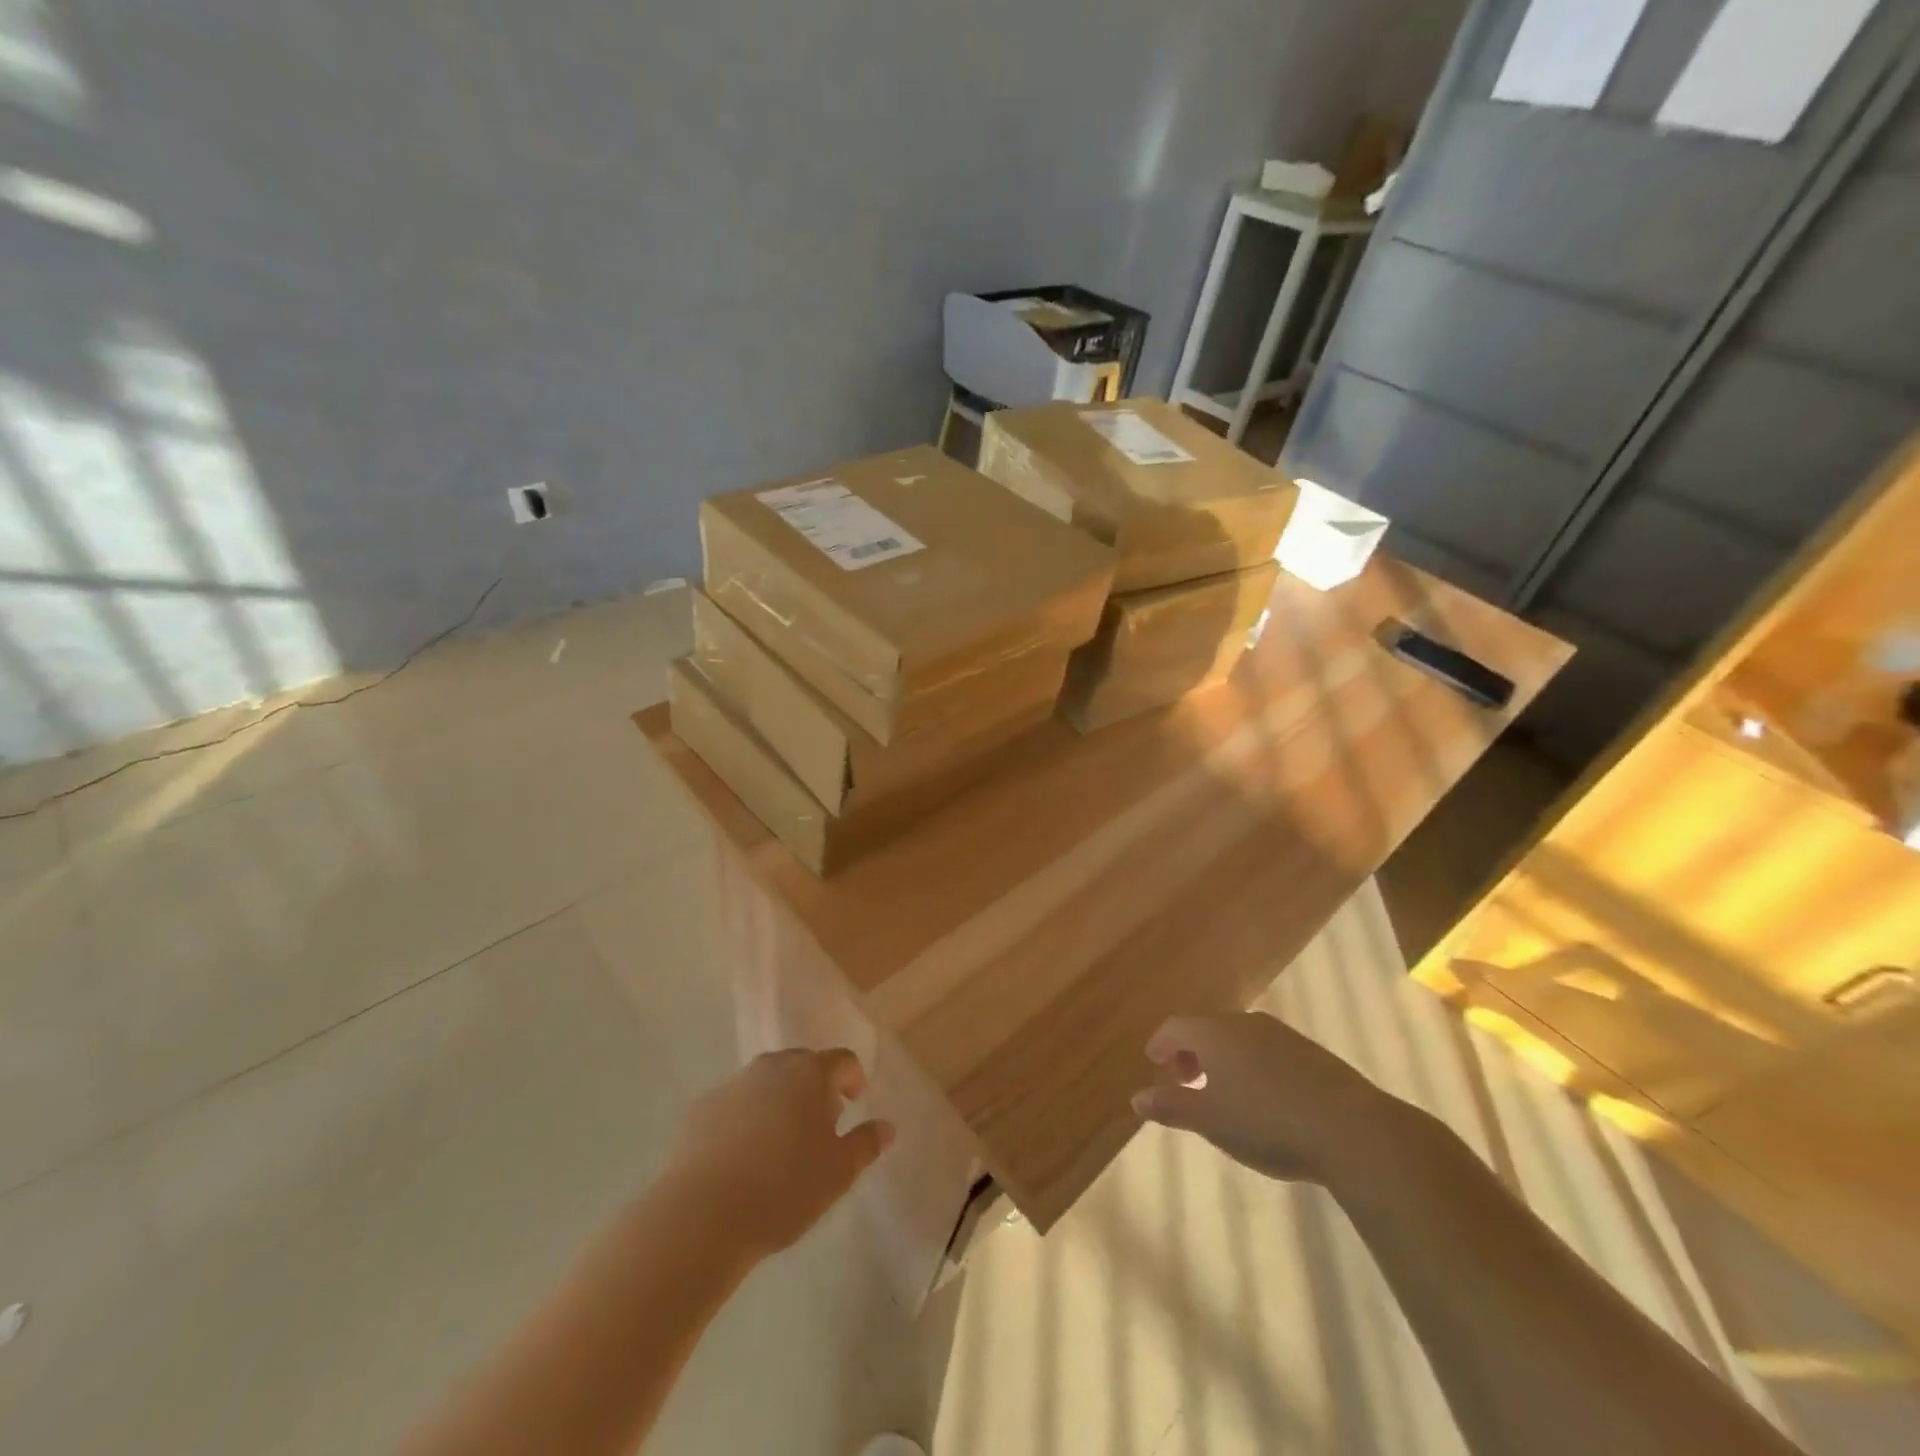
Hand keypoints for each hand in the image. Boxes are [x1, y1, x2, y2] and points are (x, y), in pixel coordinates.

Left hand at [666, 1048, 894, 1255]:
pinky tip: (743, 1158)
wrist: (702, 1215)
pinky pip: (735, 1104)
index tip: (853, 1104)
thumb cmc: (784, 1189)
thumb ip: (866, 1143)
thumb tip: (887, 1127)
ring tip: (780, 1145)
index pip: (842, 1060)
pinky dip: (746, 1119)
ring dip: (779, 1101)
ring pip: (767, 1083)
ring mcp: (733, 1084)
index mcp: (810, 1073)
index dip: (853, 1079)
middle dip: (815, 1088)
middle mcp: (772, 1066)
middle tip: (819, 1127)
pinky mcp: (702, 1108)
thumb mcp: (839, 1173)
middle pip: (802, 1065)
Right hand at [1132, 1011, 1401, 1183]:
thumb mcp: (1210, 1120)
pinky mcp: (1310, 1052)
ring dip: (1222, 1059)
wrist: (1350, 1129)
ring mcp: (1280, 1034)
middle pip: (1207, 1029)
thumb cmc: (1266, 1121)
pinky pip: (1266, 1050)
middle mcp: (1243, 1022)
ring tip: (1222, 1091)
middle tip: (1184, 1079)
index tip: (1153, 1061)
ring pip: (1238, 1038)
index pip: (1175, 1027)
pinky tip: (1262, 1096)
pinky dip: (1251, 1065)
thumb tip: (1136, 1098)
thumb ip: (1171, 1106)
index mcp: (1213, 1033)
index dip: (1160, 1043)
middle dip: (1190, 1052)